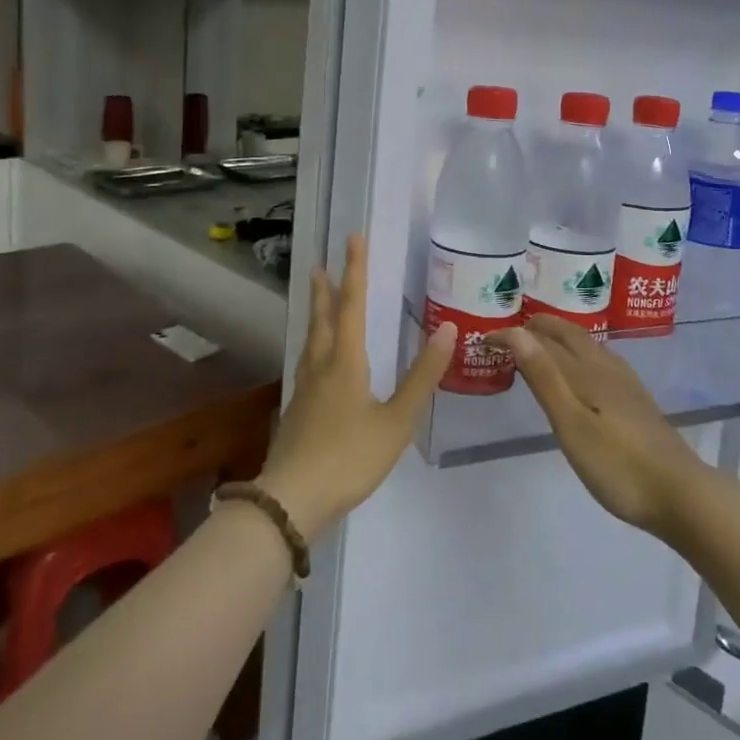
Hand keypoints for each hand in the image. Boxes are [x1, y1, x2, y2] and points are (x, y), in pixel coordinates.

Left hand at [255, 235, 454, 541]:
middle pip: (322, 318)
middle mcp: (321, 366)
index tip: (353, 238)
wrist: (292, 501)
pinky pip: (307, 361)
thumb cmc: (349, 457)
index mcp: (345, 362)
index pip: (351, 304)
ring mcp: (304, 389)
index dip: (355, 269)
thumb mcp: (397, 420)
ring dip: (317, 313)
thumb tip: (447, 329)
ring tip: (319, 300)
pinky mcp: (297, 410)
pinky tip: (316, 359)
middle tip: (321, 263)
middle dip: (325, 288)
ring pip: (311, 339)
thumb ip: (422, 376)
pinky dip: (314, 343)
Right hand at [495, 317, 712, 537]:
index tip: (485, 338)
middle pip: (570, 335)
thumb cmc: (618, 465)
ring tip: (541, 342)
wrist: (680, 493)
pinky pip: (600, 360)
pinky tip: (585, 370)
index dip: (513, 336)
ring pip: (588, 345)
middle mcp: (606, 368)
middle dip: (540, 326)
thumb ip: (545, 377)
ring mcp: (626, 384)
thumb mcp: (572, 424)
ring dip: (560, 337)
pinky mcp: (637, 401)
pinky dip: (580, 352)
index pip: (542, 341)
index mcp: (586, 372)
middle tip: (512, 329)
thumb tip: (517, 333)